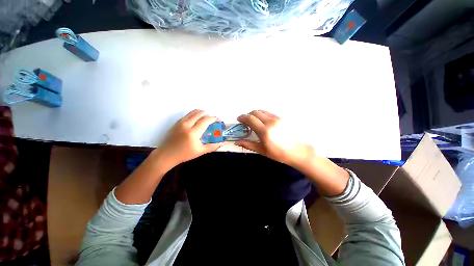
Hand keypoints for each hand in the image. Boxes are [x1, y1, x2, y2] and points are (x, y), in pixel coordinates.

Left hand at [157, 109, 223, 168]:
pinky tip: (197, 120)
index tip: (218, 120)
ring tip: (206, 117)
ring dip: (202, 112)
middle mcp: (187, 125)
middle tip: (213, 119)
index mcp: (193, 133)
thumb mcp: (200, 151)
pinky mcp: (177, 122)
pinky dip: (195, 114)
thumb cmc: (184, 154)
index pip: (206, 120)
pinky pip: (188, 114)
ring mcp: (181, 122)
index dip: (213, 118)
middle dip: (208, 114)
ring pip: (193, 112)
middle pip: (200, 113)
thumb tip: (223, 143)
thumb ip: (213, 146)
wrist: (166, 154)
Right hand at [235, 110, 314, 167]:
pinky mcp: (281, 118)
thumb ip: (247, 144)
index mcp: (264, 131)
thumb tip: (236, 142)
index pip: (250, 118)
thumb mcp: (261, 150)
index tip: (238, 120)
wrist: (296, 151)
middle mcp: (270, 122)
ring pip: (262, 111)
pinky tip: (262, 122)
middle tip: (245, 121)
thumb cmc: (277, 153)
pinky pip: (268, 113)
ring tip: (253, 121)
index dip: (242, 117)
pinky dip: (262, 115)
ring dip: (255, 114)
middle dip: (247, 115)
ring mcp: (277, 119)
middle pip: (255, 112)